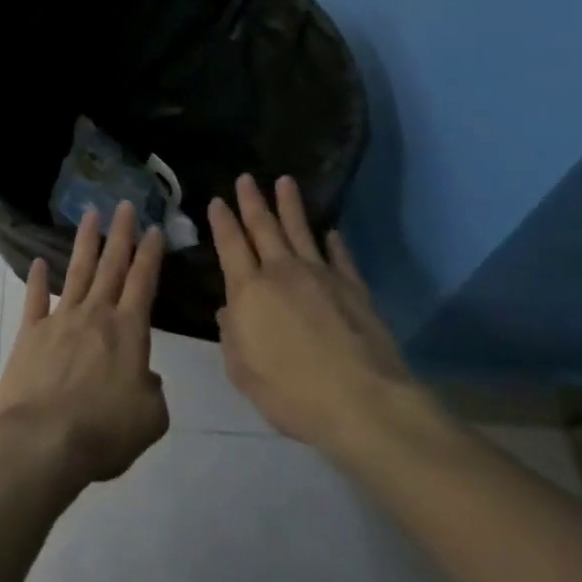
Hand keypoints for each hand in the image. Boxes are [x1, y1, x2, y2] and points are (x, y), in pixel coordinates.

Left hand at [0, 201, 169, 490]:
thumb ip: (153, 391)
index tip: (153, 229)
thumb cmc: (104, 431)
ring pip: (77, 272)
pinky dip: (37, 280)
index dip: (150, 255)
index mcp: (129, 332)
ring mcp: (59, 320)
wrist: (43, 440)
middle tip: (124, 205)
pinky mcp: (30, 333)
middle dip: (120, 234)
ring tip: (90, 215)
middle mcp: (95, 316)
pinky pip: (35, 299)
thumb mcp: (151, 419)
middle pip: (111, 266)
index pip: (143, 282)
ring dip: (85, 243)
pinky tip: (39, 262)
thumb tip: (144, 376)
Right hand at [207, 175, 411, 449]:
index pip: (230, 245)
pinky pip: (340, 258)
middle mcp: (282, 273)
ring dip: (291, 206)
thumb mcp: (243, 371)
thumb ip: (232, 337)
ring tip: (285, 182)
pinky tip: (331, 233)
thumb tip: (228, 312)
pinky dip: (333, 243)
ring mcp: (322, 277)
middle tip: (246, 178)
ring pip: (301, 232)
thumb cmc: (291, 392)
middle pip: (264, 228)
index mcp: (248, 291)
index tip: (218, 201)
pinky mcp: (354, 290)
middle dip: (253, 202)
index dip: (223, 222)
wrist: (363, 403)